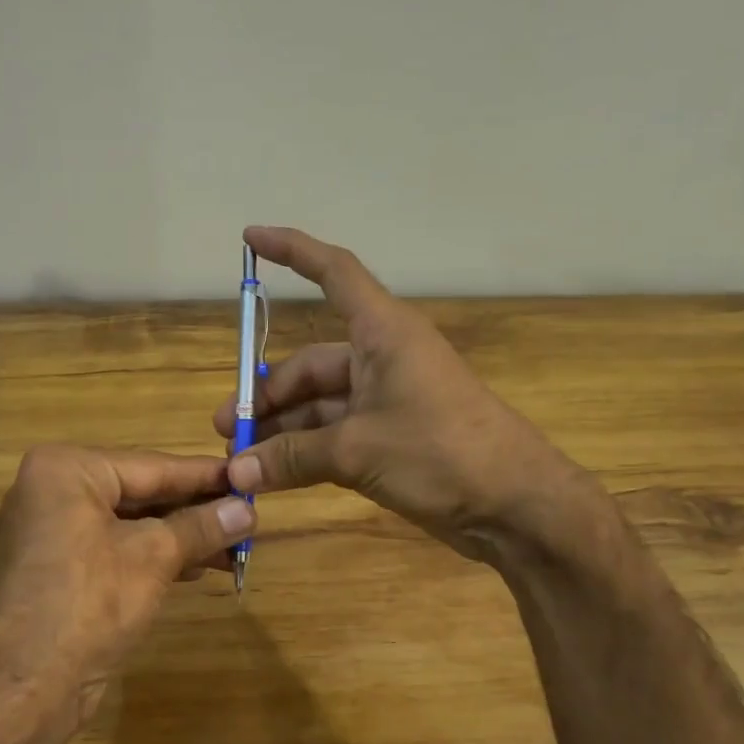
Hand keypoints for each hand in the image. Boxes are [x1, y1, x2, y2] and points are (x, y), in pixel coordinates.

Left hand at [0, 445, 254, 729]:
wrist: (22, 688)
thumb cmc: (88, 603)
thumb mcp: (153, 557)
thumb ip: (202, 526)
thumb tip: (248, 509)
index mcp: (67, 470)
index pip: (152, 466)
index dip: (205, 475)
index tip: (249, 475)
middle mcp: (53, 491)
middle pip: (141, 493)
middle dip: (196, 511)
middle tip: (248, 516)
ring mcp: (52, 532)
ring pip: (131, 524)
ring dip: (181, 537)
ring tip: (234, 546)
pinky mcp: (58, 569)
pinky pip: (116, 549)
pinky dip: (155, 557)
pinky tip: (195, 568)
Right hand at [214, 226, 595, 562]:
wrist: (516, 506)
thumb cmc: (442, 453)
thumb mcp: (359, 450)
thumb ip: (293, 456)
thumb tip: (236, 471)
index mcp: (383, 333)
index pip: (334, 272)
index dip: (293, 251)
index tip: (250, 238)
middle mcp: (382, 358)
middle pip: (311, 364)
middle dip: (267, 394)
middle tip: (228, 428)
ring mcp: (387, 401)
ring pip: (320, 405)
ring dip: (283, 429)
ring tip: (242, 458)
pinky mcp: (391, 439)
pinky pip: (335, 435)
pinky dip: (305, 452)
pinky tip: (273, 475)